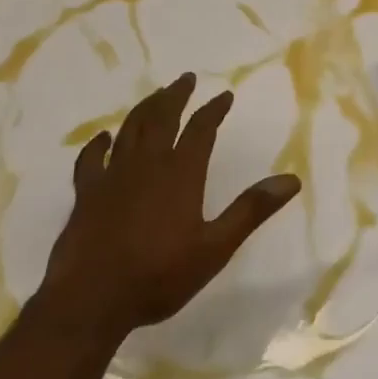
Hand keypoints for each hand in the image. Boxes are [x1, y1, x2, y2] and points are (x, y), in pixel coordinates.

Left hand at [39, 74, 300, 340]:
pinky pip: (91, 159)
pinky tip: (104, 137)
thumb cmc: (158, 276)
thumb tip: (291, 180)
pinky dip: (98, 144)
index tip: (225, 94)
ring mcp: (113, 176)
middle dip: (176, 95)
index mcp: (181, 173)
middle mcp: (147, 164)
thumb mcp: (215, 248)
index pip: (201, 129)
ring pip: (130, 129)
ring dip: (145, 108)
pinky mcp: (86, 193)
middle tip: (186, 78)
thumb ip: (251, 210)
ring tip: (156, 95)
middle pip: (162, 117)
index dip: (214, 109)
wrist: (90, 300)